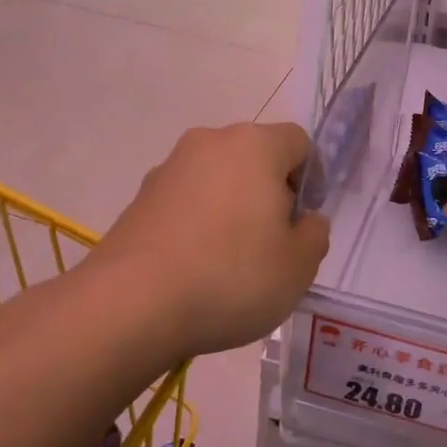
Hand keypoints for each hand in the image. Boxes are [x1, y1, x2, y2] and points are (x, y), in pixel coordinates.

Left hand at [90, 121, 330, 356]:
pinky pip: (185, 205)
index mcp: (254, 146)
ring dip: (232, 210)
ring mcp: (167, 170)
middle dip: (270, 194)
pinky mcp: (138, 201)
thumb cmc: (232, 276)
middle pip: (254, 159)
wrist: (132, 304)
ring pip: (217, 182)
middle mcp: (208, 144)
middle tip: (274, 245)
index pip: (298, 142)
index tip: (305, 220)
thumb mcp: (299, 265)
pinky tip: (197, 270)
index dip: (312, 178)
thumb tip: (303, 220)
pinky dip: (198, 226)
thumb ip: (314, 234)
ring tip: (232, 264)